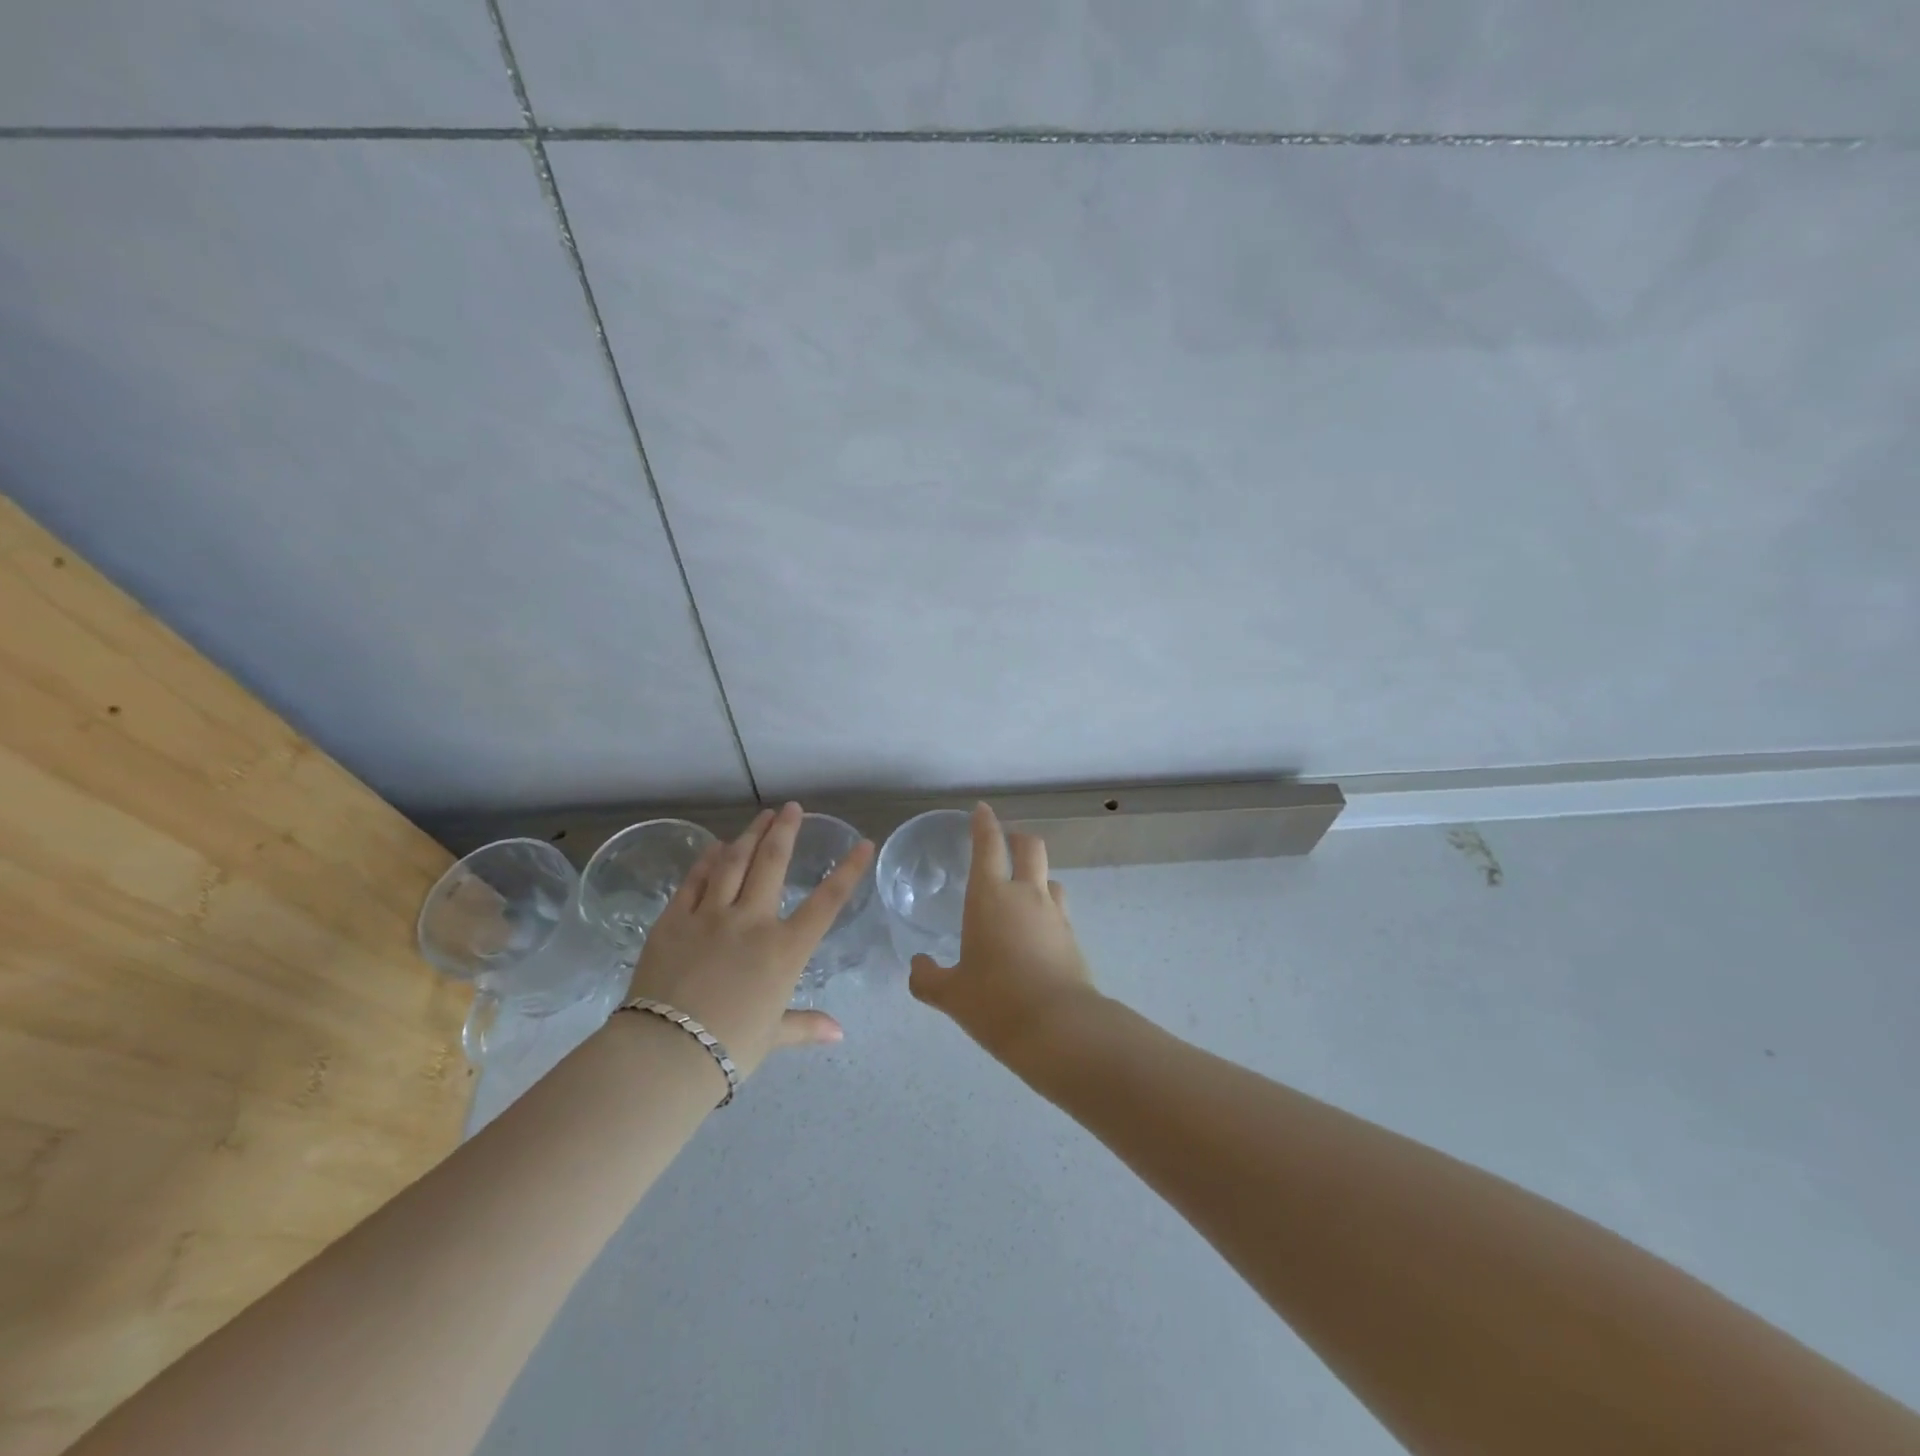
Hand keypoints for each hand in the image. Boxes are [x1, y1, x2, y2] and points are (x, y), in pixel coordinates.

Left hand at [625, 802, 873, 1078]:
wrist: (666, 1052)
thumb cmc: (729, 1047)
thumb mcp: (773, 1035)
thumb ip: (805, 1025)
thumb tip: (838, 1034)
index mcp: (784, 949)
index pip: (827, 902)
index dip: (848, 870)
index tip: (863, 843)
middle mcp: (752, 921)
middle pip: (772, 863)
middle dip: (785, 831)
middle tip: (792, 808)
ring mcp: (710, 916)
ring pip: (733, 863)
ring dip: (749, 836)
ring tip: (761, 817)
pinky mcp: (674, 920)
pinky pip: (695, 882)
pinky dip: (707, 861)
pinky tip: (714, 847)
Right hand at [908, 803, 1099, 1061]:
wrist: (1059, 1028)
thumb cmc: (995, 1002)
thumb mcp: (951, 994)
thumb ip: (928, 978)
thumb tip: (917, 966)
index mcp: (990, 897)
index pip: (988, 846)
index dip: (984, 823)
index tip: (981, 810)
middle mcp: (1026, 896)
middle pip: (1030, 847)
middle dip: (1017, 838)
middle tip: (1006, 843)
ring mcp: (1055, 915)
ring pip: (1050, 877)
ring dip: (1037, 874)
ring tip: (1022, 891)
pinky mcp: (1073, 938)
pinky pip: (1059, 909)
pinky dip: (1046, 908)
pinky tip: (1036, 931)